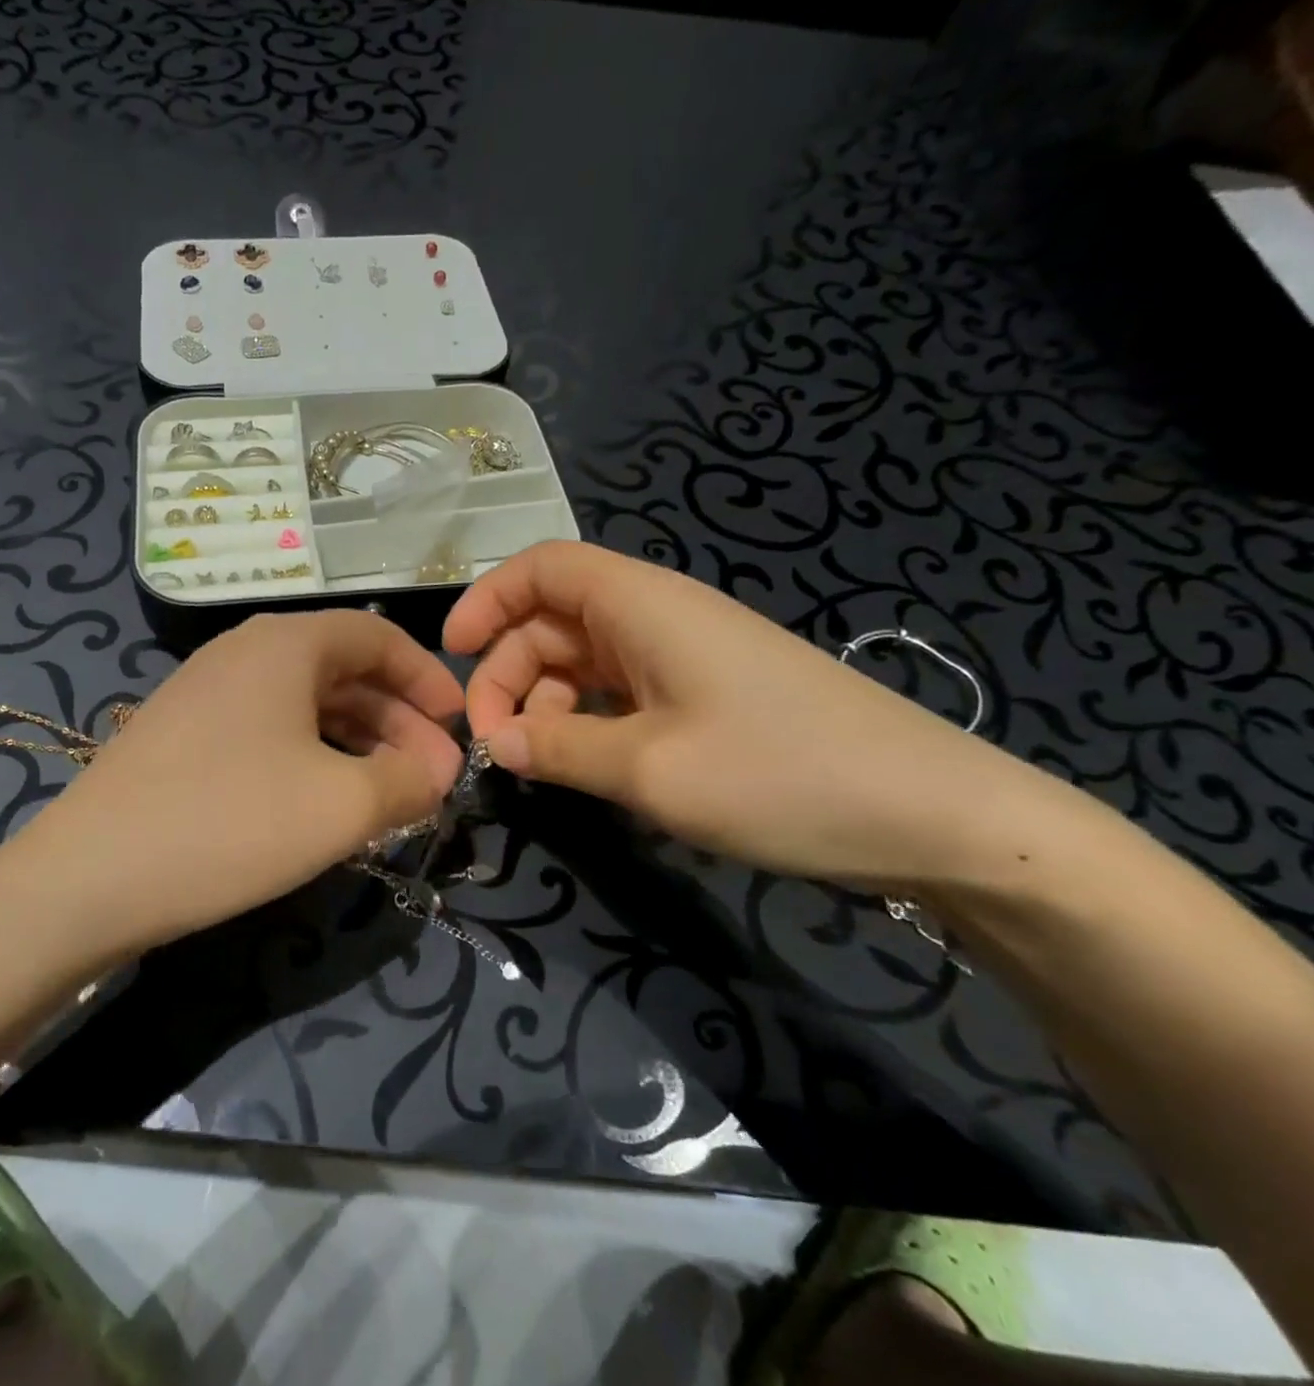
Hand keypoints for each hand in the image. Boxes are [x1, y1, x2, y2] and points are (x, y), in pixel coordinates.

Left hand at [21, 611, 464, 950]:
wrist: (88, 878)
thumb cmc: (231, 823)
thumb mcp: (342, 806)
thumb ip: (408, 781)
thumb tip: (436, 772)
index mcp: (286, 644)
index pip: (378, 637)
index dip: (427, 678)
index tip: (458, 725)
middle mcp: (244, 652)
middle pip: (344, 671)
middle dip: (398, 721)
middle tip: (432, 777)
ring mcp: (207, 692)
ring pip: (306, 704)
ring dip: (358, 742)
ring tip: (391, 795)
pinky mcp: (184, 735)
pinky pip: (269, 730)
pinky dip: (314, 756)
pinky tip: (328, 800)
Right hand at [444, 542, 1095, 894]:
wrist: (934, 817)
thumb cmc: (783, 776)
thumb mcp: (650, 769)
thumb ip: (559, 749)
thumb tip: (493, 742)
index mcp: (644, 606)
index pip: (544, 567)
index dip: (488, 600)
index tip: (451, 655)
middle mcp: (659, 619)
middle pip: (554, 620)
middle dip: (508, 672)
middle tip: (492, 744)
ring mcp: (685, 659)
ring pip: (584, 661)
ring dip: (545, 704)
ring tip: (536, 763)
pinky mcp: (705, 698)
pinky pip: (620, 694)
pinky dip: (586, 722)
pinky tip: (583, 767)